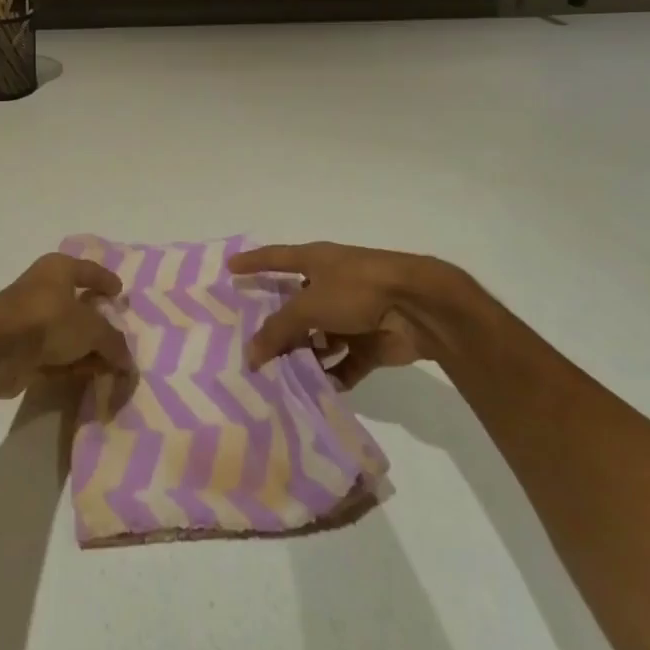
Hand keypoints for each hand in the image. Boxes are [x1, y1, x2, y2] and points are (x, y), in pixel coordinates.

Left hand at [0, 253, 132, 398]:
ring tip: (109, 364)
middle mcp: (43, 288)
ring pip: (65, 332)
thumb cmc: (48, 319)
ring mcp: (29, 319)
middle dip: (98, 321)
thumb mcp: (91, 329)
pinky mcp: (20, 348)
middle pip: (77, 303)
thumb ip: (113, 342)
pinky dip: (70, 363)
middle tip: (118, 335)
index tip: (120, 292)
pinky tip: (87, 375)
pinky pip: (53, 354)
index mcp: (59, 269)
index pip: (89, 270)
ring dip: (85, 348)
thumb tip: (127, 360)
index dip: (105, 281)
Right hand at [230, 242, 495, 387]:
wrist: (419, 307)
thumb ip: (278, 329)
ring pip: (318, 338)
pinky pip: (344, 362)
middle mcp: (330, 284)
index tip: (230, 267)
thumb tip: (251, 354)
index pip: (275, 258)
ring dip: (303, 356)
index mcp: (315, 261)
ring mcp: (351, 314)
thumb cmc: (358, 289)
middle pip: (295, 306)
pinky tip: (316, 392)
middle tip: (250, 347)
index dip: (253, 262)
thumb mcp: (309, 305)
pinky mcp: (370, 342)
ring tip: (278, 378)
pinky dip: (332, 376)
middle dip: (277, 326)